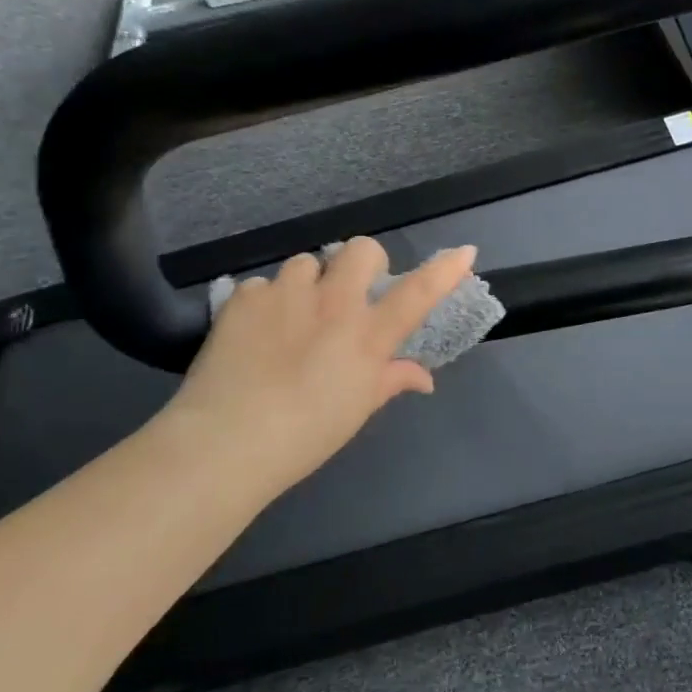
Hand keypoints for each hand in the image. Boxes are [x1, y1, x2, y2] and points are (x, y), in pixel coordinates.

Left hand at [157, 237, 477, 504]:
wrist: (227, 441)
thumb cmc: (304, 437)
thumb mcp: (356, 409)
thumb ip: (391, 381)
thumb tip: (423, 378)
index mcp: (366, 336)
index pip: (417, 294)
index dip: (444, 270)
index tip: (465, 252)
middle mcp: (332, 304)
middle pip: (360, 250)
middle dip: (363, 262)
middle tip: (351, 292)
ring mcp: (286, 295)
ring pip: (307, 263)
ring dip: (309, 283)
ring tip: (293, 316)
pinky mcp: (244, 298)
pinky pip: (263, 285)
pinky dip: (266, 303)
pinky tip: (255, 333)